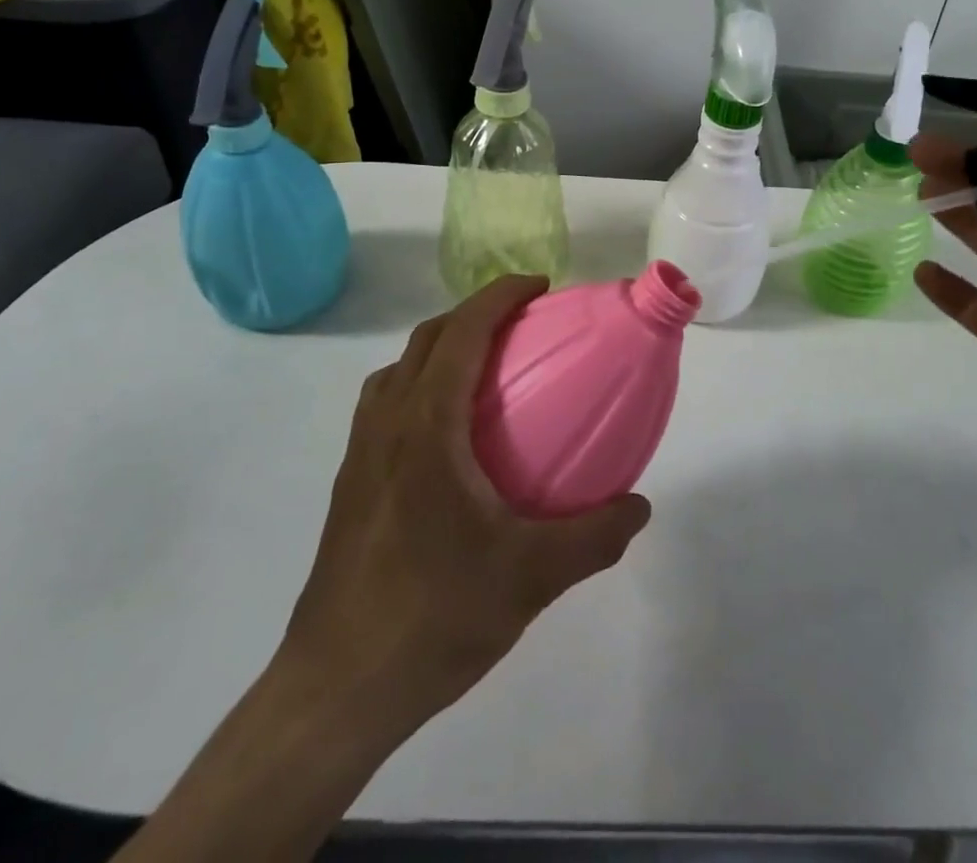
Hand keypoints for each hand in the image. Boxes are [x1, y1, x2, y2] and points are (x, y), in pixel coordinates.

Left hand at [274, 275, 650, 753]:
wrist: (337, 689)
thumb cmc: (433, 615)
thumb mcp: (531, 578)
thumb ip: (594, 536)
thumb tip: (639, 506)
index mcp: (427, 425)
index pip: (463, 331)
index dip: (500, 295)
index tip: (540, 287)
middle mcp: (387, 423)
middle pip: (428, 338)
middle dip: (475, 314)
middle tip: (523, 325)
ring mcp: (361, 454)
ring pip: (399, 370)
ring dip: (442, 348)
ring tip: (485, 371)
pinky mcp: (350, 485)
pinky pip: (386, 405)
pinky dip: (420, 387)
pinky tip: (449, 438)